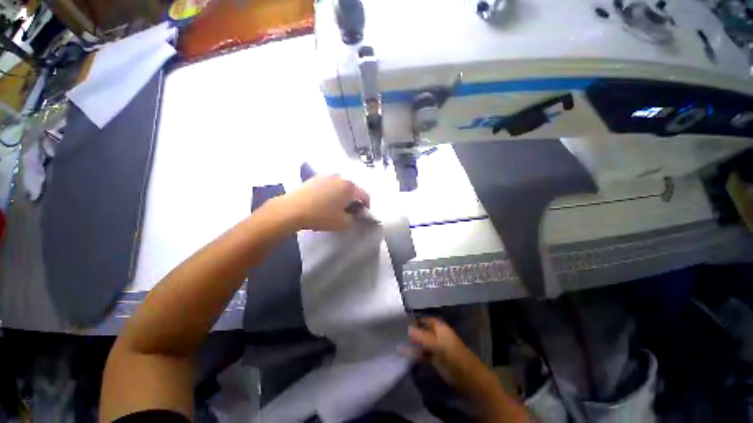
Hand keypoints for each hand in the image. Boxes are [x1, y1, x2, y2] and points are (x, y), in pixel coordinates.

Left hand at [276, 174, 369, 231]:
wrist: (293, 209)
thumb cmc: (321, 216)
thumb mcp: (343, 223)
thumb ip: (354, 219)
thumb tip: (355, 215)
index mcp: (350, 187)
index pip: (365, 195)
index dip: (367, 206)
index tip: (363, 214)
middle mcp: (341, 178)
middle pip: (354, 189)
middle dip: (354, 200)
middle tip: (350, 211)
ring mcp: (327, 176)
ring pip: (341, 186)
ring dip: (343, 195)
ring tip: (337, 206)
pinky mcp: (316, 177)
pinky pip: (330, 184)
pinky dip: (333, 192)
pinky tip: (325, 201)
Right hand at [405, 318, 494, 394]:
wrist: (471, 381)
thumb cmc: (455, 359)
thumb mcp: (438, 346)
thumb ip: (422, 337)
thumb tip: (407, 328)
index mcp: (441, 328)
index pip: (425, 319)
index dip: (415, 319)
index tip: (401, 322)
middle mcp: (438, 335)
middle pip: (423, 330)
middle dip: (412, 332)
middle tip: (397, 333)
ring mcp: (437, 348)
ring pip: (422, 342)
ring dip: (412, 343)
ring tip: (398, 343)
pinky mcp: (436, 360)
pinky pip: (423, 353)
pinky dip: (415, 353)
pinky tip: (405, 355)